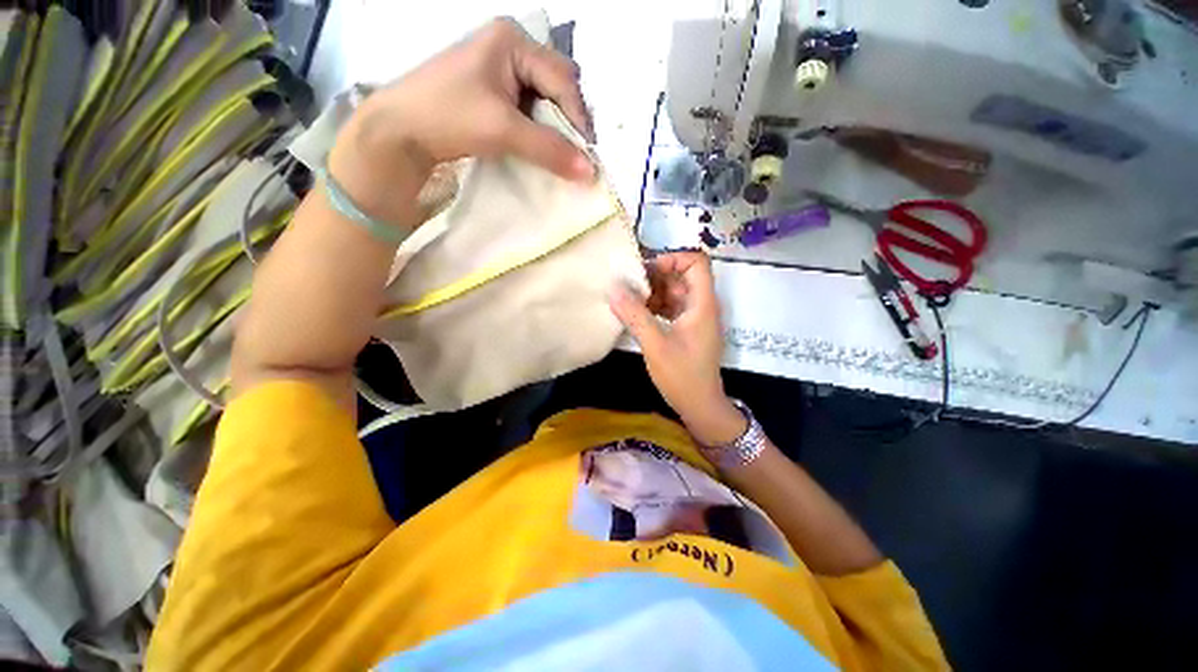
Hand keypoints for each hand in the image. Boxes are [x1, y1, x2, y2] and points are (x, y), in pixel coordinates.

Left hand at [330, 18, 595, 222]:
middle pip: (558, 85)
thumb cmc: (448, 116)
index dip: (579, 118)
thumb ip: (549, 149)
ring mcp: (503, 70)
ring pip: (546, 100)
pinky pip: (531, 111)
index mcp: (513, 41)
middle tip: (576, 153)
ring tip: (560, 154)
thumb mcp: (503, 130)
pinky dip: (540, 131)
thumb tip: (590, 172)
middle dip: (569, 121)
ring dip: (556, 129)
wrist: (401, 131)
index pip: (563, 79)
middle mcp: (512, 49)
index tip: (588, 155)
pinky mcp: (496, 93)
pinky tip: (542, 148)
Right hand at [609, 253, 745, 445]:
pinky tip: (636, 313)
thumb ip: (635, 315)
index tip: (646, 272)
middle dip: (656, 276)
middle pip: (682, 275)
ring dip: (653, 292)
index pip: (696, 262)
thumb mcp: (655, 345)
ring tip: (628, 299)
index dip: (673, 259)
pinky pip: (672, 307)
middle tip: (629, 285)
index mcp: (702, 304)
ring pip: (675, 291)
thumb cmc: (682, 376)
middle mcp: (702, 305)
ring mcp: (695, 318)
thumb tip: (613, 288)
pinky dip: (655, 306)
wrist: (700, 406)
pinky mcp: (688, 329)